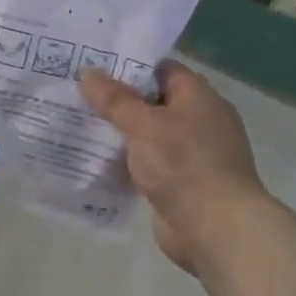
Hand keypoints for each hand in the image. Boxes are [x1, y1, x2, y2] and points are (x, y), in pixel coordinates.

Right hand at [78, 60, 271, 274]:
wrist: (216, 228)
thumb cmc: (182, 164)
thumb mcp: (142, 125)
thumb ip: (113, 99)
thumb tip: (87, 72)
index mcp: (199, 97)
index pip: (161, 70)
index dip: (129, 67)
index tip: (94, 69)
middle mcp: (200, 120)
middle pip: (154, 102)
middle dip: (119, 102)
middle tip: (79, 98)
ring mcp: (194, 154)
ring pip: (150, 135)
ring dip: (122, 135)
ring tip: (81, 128)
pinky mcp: (184, 183)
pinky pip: (151, 164)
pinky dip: (129, 163)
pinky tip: (99, 162)